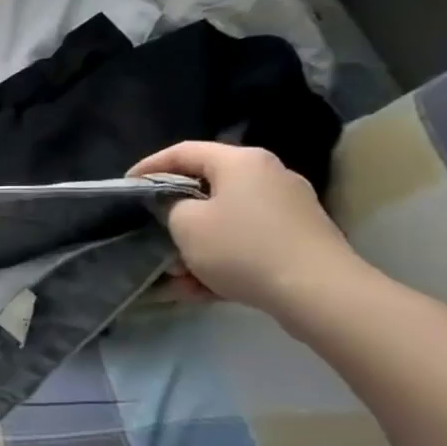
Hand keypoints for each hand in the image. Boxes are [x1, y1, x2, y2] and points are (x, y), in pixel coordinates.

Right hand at [127, 141, 364, 314]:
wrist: (319, 294)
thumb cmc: (242, 248)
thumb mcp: (186, 224)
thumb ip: (170, 206)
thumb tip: (176, 206)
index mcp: (241, 162)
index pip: (183, 152)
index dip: (148, 166)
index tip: (126, 186)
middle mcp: (268, 176)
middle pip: (207, 187)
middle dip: (175, 214)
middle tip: (150, 229)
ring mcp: (288, 209)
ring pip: (225, 220)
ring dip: (196, 244)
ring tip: (175, 273)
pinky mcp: (298, 239)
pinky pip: (246, 242)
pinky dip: (222, 259)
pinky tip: (201, 288)